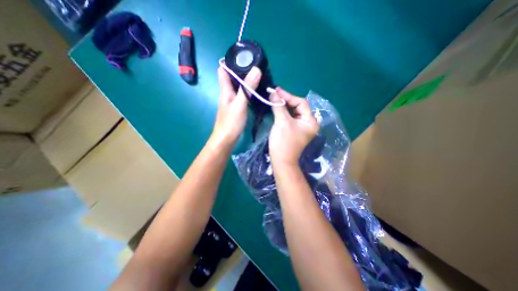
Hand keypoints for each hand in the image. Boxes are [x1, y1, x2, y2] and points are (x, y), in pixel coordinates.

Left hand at [209, 64, 263, 148]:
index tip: (243, 56)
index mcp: (225, 89)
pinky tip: (255, 91)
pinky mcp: (236, 107)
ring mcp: (231, 100)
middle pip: (232, 76)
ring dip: (245, 80)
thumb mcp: (240, 104)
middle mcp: (227, 93)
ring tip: (258, 76)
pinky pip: (241, 94)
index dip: (230, 61)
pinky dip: (247, 90)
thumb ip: (247, 88)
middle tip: (256, 66)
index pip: (223, 70)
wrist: (226, 139)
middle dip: (241, 69)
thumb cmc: (231, 122)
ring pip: (237, 86)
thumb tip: (256, 69)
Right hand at [269, 87, 317, 165]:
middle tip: (274, 94)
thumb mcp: (282, 122)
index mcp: (311, 121)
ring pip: (293, 112)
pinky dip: (283, 112)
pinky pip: (290, 118)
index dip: (288, 96)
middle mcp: (309, 123)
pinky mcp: (295, 130)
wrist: (281, 161)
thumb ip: (279, 106)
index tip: (276, 91)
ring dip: (284, 106)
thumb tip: (273, 93)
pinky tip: (276, 108)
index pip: (301, 103)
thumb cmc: (283, 141)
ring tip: (274, 99)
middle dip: (286, 100)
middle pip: (298, 107)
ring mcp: (302, 127)